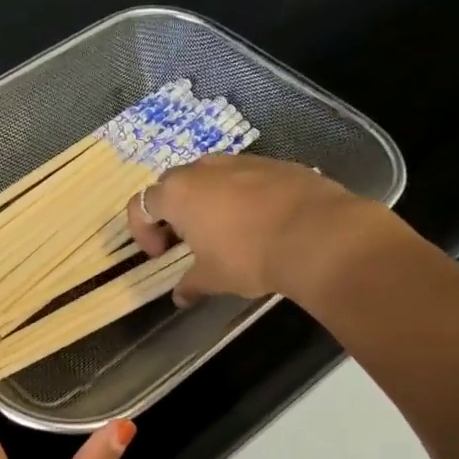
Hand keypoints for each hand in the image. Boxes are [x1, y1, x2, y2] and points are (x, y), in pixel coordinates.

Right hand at [127, 153, 394, 304]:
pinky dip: (241, 196)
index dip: (143, 231)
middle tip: (186, 241)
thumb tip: (181, 296)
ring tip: (224, 231)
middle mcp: (204, 168)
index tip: (161, 254)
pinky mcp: (275, 163)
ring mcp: (241, 161)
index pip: (141, 204)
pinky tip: (259, 223)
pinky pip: (245, 177)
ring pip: (211, 176)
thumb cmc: (249, 257)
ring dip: (207, 200)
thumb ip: (191, 284)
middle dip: (173, 212)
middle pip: (173, 184)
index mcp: (178, 193)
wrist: (318, 235)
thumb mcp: (213, 278)